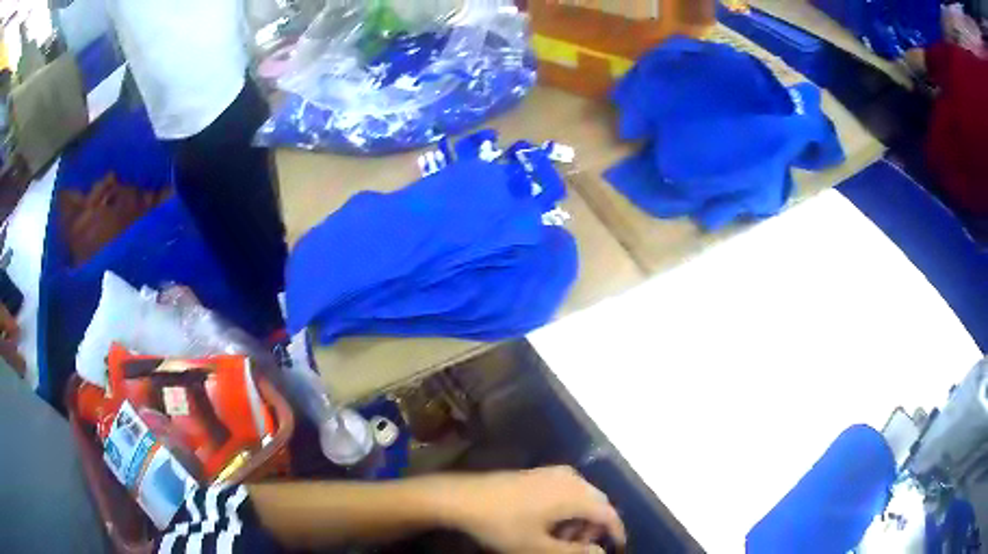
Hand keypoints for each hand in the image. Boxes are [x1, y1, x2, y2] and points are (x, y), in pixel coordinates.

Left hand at [444, 466, 625, 553]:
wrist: (463, 498)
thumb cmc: (504, 525)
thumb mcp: (538, 547)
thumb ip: (574, 552)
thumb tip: (601, 553)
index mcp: (575, 495)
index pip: (609, 513)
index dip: (616, 532)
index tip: (616, 548)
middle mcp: (571, 478)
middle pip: (597, 503)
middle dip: (593, 528)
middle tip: (578, 548)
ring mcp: (554, 472)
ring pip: (581, 497)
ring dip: (579, 519)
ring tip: (560, 540)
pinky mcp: (539, 472)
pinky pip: (566, 490)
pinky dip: (566, 508)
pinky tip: (548, 523)